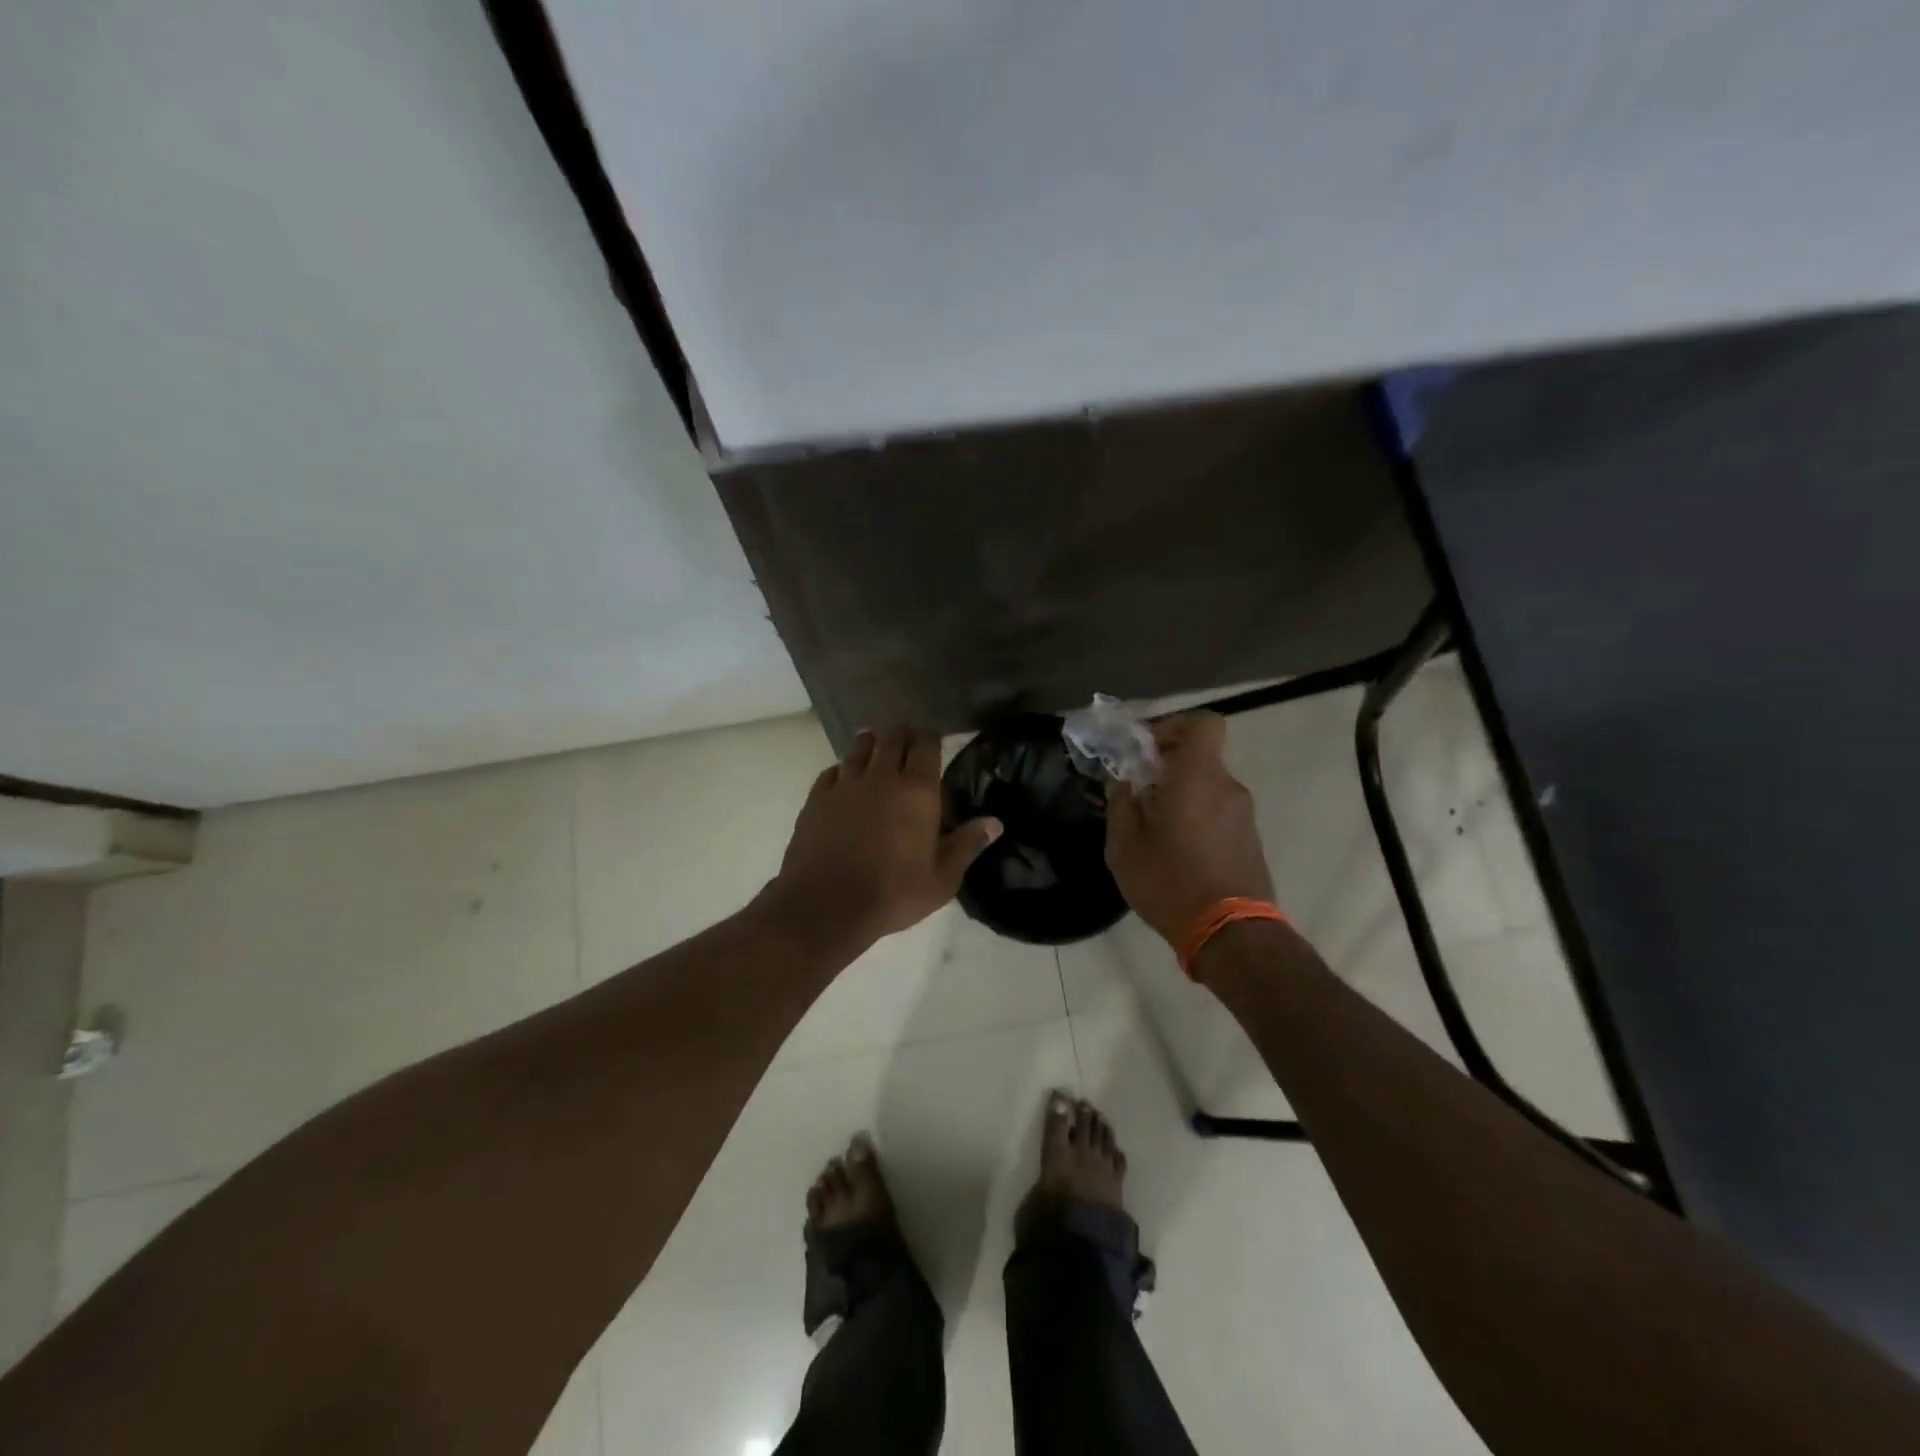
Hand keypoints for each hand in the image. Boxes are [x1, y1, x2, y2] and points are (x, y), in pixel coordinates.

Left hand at [762, 727, 1002, 956]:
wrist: (826, 905)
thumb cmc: (893, 893)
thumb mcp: (942, 878)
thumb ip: (967, 845)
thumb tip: (994, 822)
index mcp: (917, 791)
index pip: (926, 744)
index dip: (931, 738)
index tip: (934, 743)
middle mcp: (881, 777)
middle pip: (891, 737)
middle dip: (902, 735)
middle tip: (908, 745)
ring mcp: (845, 785)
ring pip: (859, 747)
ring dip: (872, 744)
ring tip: (877, 752)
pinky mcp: (816, 799)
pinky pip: (832, 771)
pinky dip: (843, 769)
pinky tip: (846, 781)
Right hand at [1105, 712, 1274, 945]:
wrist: (1231, 934)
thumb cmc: (1170, 882)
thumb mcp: (1124, 847)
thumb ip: (1120, 805)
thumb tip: (1121, 782)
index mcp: (1197, 777)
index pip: (1203, 723)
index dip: (1174, 725)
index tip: (1146, 749)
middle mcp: (1226, 787)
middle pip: (1199, 757)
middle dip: (1167, 766)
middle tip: (1137, 792)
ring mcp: (1243, 814)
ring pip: (1207, 787)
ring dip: (1181, 795)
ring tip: (1153, 829)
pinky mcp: (1250, 840)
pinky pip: (1218, 812)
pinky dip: (1196, 817)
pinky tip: (1176, 851)